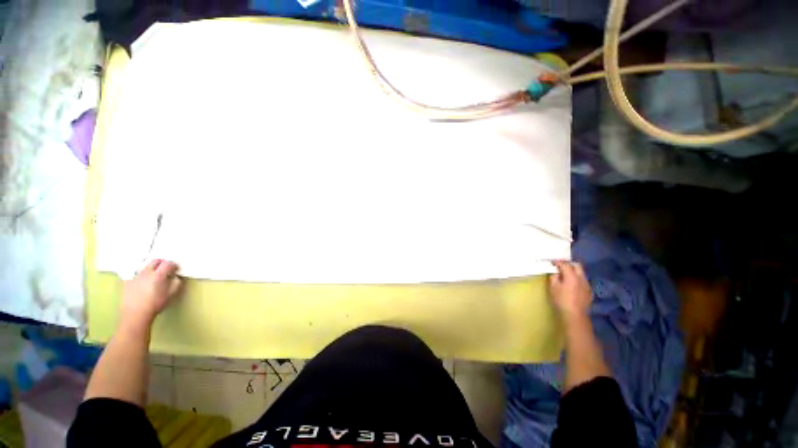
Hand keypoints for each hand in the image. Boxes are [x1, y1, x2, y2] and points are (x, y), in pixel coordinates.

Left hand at [121, 259, 181, 328]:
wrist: (135, 314)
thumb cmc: (155, 304)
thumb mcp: (170, 294)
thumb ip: (176, 283)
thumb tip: (175, 277)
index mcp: (158, 275)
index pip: (168, 263)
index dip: (173, 265)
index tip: (176, 269)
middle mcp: (146, 272)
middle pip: (155, 261)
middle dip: (162, 263)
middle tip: (166, 269)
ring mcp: (135, 276)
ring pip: (145, 267)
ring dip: (152, 269)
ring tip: (154, 276)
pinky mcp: (127, 281)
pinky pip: (136, 274)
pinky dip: (141, 275)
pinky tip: (142, 282)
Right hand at [549, 260, 591, 321]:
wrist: (574, 315)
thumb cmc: (561, 300)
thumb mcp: (553, 287)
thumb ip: (553, 277)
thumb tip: (555, 272)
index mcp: (571, 276)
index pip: (565, 264)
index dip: (558, 262)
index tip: (552, 262)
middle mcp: (581, 278)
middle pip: (577, 265)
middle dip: (568, 264)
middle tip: (560, 266)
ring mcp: (587, 285)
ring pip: (581, 273)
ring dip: (574, 271)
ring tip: (565, 275)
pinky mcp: (589, 291)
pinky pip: (583, 281)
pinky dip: (577, 279)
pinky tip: (572, 285)